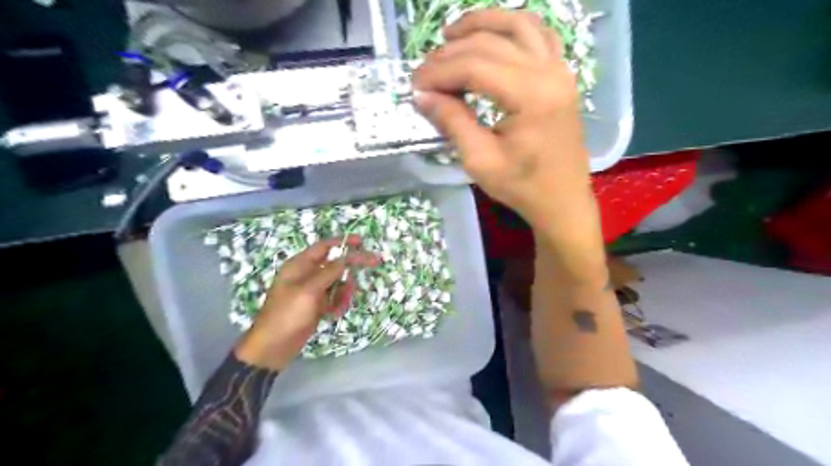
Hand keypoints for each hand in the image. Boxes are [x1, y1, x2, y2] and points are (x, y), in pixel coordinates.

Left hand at [235, 237, 380, 370]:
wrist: (273, 348)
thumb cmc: (287, 315)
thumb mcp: (308, 291)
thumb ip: (329, 272)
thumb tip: (345, 258)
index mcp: (299, 266)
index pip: (324, 247)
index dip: (343, 242)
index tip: (362, 242)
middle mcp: (306, 275)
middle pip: (335, 264)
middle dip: (350, 268)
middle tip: (373, 263)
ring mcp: (312, 291)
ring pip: (338, 283)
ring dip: (345, 290)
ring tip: (341, 303)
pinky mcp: (316, 306)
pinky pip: (335, 298)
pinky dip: (338, 303)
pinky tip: (335, 313)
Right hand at [411, 8, 592, 231]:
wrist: (561, 200)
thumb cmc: (522, 187)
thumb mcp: (480, 160)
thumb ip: (452, 121)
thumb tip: (422, 95)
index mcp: (531, 96)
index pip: (474, 66)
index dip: (439, 72)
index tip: (415, 85)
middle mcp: (549, 72)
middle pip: (491, 44)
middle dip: (451, 54)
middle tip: (425, 72)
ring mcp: (560, 70)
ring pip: (518, 25)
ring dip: (482, 24)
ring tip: (451, 36)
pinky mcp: (562, 76)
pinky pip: (539, 35)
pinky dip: (512, 28)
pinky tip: (492, 37)